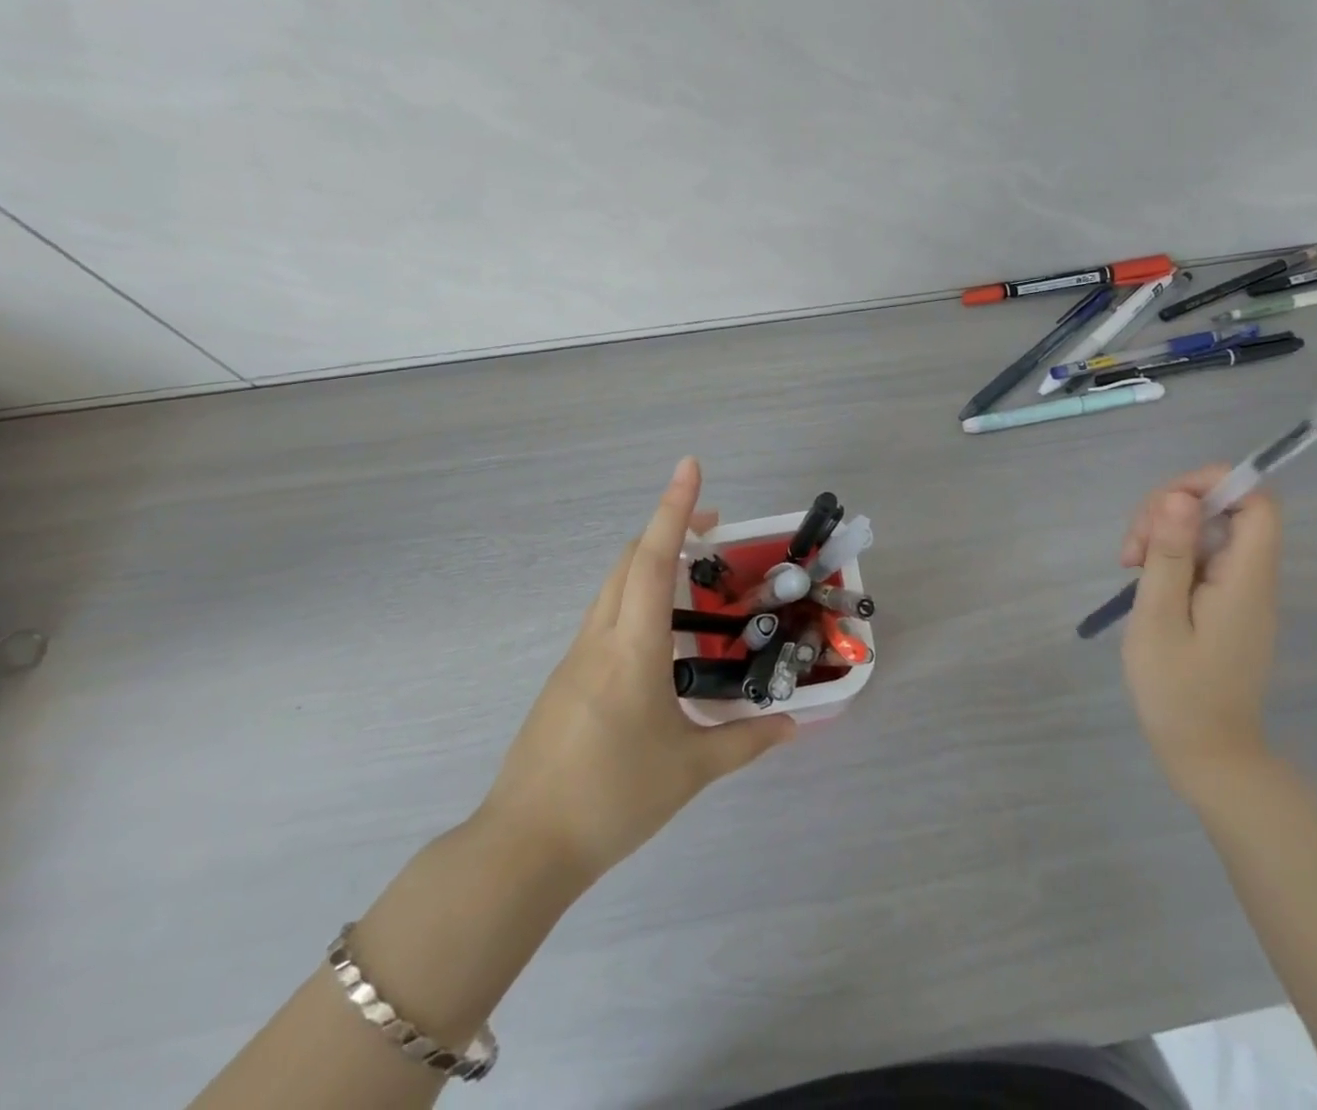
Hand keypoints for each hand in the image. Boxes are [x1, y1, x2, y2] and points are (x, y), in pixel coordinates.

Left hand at [478, 457, 796, 884]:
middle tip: (714, 530)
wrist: (522, 848)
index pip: (652, 560)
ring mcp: (575, 658)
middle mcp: (600, 639)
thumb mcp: (690, 770)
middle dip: (668, 529)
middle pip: (628, 561)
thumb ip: (746, 741)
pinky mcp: (565, 679)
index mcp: (632, 649)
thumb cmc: (612, 799)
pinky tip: (662, 641)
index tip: (690, 467)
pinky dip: (634, 601)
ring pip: (613, 587)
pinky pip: (604, 619)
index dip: (674, 509)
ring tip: (694, 581)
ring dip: (649, 564)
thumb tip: (794, 725)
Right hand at [1118, 468, 1282, 799]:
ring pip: (1209, 533)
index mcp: (1246, 579)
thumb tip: (1180, 497)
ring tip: (1129, 567)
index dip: (1214, 484)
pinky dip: (1171, 558)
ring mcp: (1241, 593)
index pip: (1258, 502)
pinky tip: (1143, 581)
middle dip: (1171, 512)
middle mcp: (1253, 579)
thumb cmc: (1177, 690)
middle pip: (1226, 511)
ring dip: (1164, 535)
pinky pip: (1204, 559)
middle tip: (1131, 549)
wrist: (1207, 756)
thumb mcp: (1160, 617)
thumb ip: (1171, 555)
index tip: (1164, 504)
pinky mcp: (1227, 607)